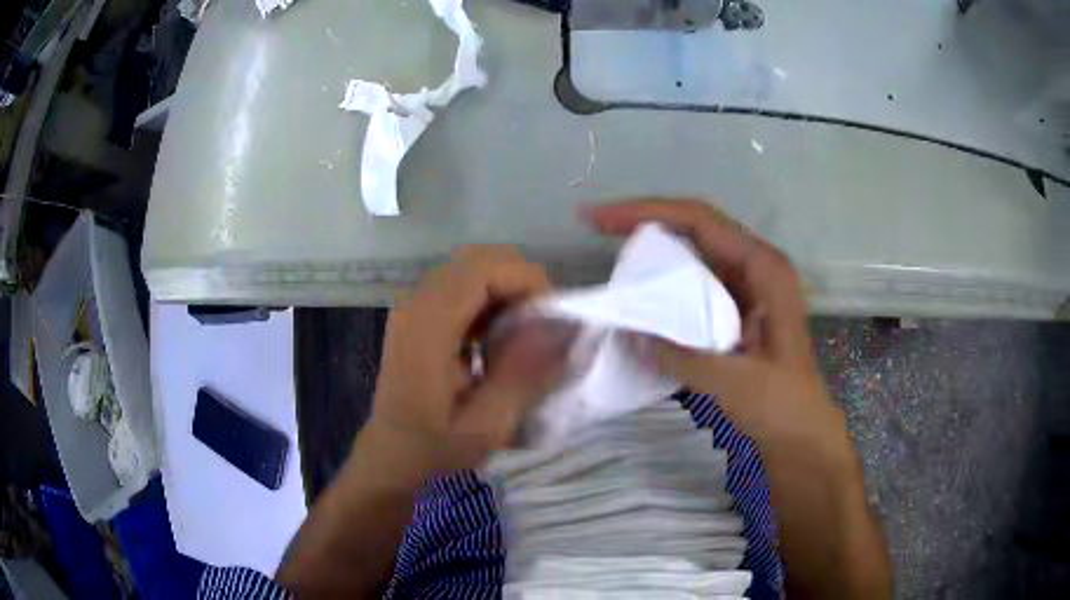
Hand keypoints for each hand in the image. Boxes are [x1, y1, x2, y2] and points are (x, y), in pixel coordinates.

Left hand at [366, 247, 567, 475]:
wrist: (390, 459)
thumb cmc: (433, 449)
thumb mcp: (486, 425)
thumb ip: (526, 374)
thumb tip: (570, 329)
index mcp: (427, 326)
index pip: (484, 269)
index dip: (528, 281)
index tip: (555, 319)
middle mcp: (416, 303)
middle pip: (479, 261)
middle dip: (521, 284)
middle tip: (544, 327)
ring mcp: (413, 307)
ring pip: (472, 271)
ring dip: (507, 293)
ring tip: (525, 336)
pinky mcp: (417, 317)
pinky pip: (462, 289)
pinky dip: (491, 303)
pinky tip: (497, 341)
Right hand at [586, 199, 844, 447]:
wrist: (799, 429)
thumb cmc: (781, 404)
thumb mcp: (735, 382)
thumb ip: (684, 354)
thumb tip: (630, 330)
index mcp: (764, 269)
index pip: (701, 221)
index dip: (648, 212)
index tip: (600, 219)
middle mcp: (755, 265)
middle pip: (694, 225)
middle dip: (645, 221)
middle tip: (597, 226)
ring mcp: (746, 284)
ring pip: (693, 249)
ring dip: (653, 247)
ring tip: (611, 250)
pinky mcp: (735, 304)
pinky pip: (694, 278)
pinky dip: (664, 278)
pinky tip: (640, 289)